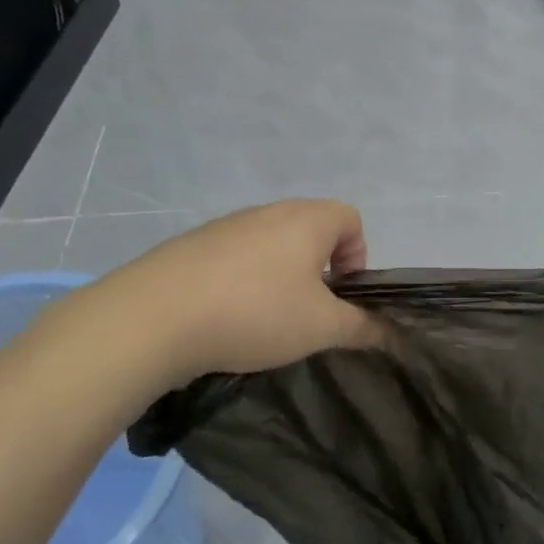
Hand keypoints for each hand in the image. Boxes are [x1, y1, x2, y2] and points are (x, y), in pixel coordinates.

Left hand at [102, 199, 380, 383]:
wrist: (152, 318)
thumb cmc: (255, 313)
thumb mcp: (321, 328)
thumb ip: (361, 327)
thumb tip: (390, 331)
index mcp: (306, 220)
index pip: (350, 218)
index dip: (358, 255)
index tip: (342, 294)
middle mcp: (267, 212)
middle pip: (310, 230)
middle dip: (318, 269)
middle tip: (307, 312)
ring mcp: (224, 226)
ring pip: (270, 245)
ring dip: (279, 276)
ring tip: (264, 319)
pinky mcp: (190, 246)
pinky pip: (233, 258)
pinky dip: (241, 282)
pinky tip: (224, 318)